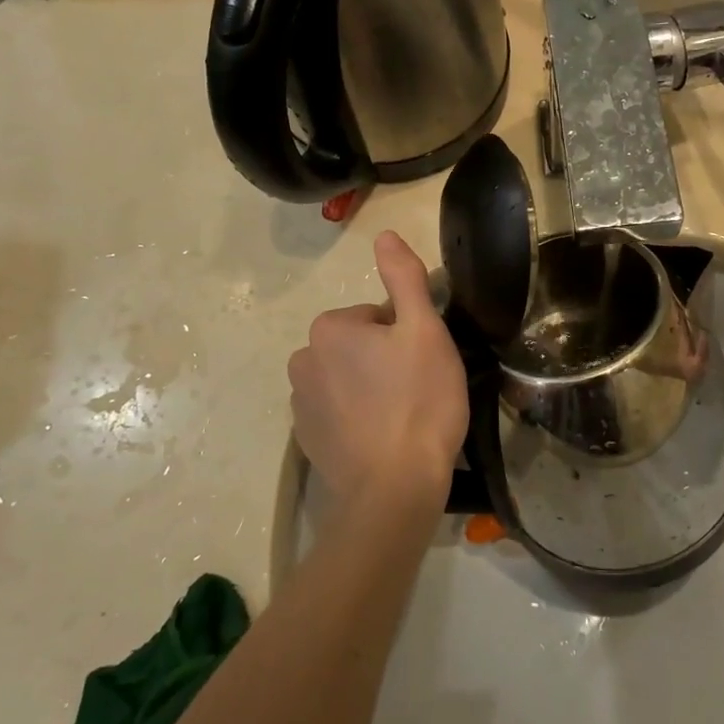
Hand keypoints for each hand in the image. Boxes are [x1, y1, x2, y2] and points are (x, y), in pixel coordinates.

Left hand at [288, 231, 468, 506]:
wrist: (394, 489)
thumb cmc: (418, 401)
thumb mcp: (424, 330)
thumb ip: (403, 278)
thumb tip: (384, 234)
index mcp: (330, 327)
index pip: (378, 315)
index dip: (407, 334)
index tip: (424, 363)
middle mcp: (303, 359)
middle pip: (359, 344)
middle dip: (386, 358)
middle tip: (418, 388)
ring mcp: (299, 403)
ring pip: (348, 377)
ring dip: (372, 387)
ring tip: (403, 416)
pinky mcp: (306, 439)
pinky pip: (337, 410)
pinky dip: (358, 417)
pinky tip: (383, 438)